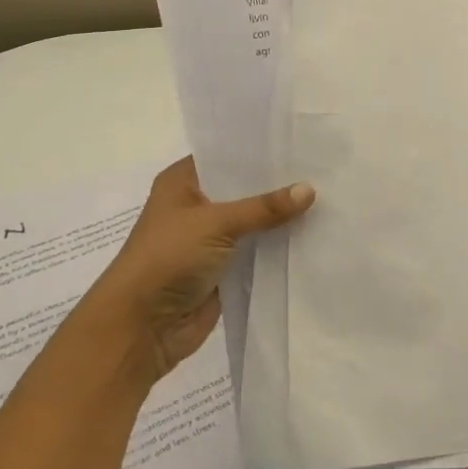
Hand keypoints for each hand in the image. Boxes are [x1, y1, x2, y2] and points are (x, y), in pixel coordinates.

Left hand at [91, 157, 313, 384]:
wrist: (141, 328)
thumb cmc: (167, 259)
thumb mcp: (217, 223)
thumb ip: (264, 207)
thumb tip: (311, 189)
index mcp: (183, 182)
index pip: (227, 155)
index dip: (260, 150)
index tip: (298, 140)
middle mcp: (196, 205)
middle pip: (244, 189)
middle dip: (277, 184)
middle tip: (321, 167)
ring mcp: (210, 239)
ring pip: (253, 221)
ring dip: (280, 217)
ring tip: (326, 196)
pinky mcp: (223, 269)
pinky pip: (257, 250)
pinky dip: (278, 245)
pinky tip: (313, 232)